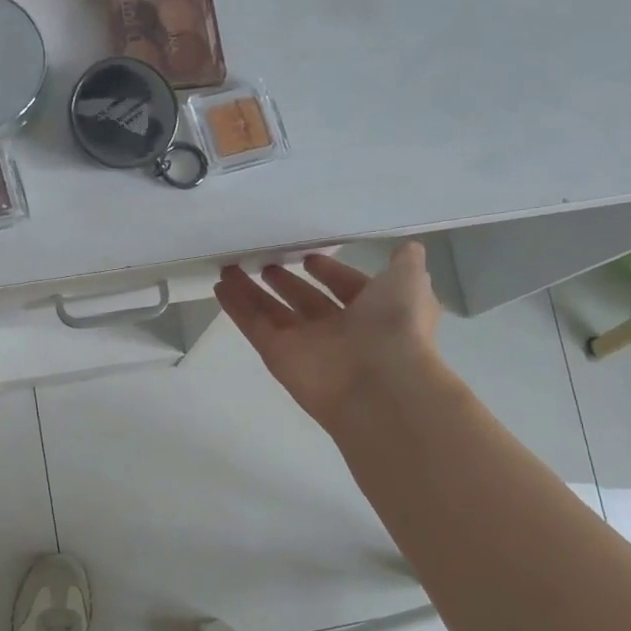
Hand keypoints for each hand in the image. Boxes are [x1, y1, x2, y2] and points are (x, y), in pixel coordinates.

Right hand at [214, 243, 442, 429]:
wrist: (379, 382)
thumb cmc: (396, 326)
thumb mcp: (410, 281)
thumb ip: (406, 263)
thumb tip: (407, 248)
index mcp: (373, 313)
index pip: (346, 288)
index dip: (329, 272)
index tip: (308, 257)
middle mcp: (339, 330)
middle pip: (305, 301)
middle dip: (286, 282)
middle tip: (265, 262)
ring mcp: (306, 345)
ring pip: (274, 313)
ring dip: (252, 291)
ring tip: (230, 267)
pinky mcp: (278, 356)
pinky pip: (255, 326)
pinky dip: (237, 307)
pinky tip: (220, 286)